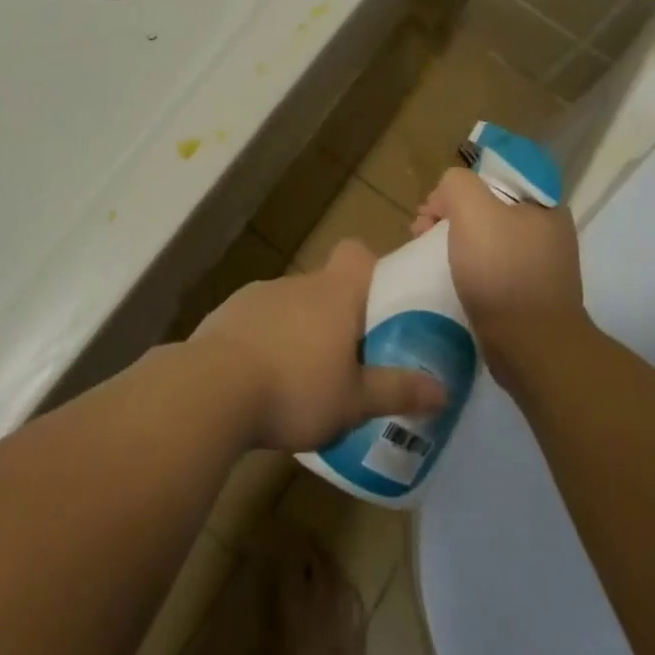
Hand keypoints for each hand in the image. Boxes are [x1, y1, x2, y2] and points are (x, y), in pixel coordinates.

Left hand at [191, 240, 446, 451]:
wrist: (211, 389)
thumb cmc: (296, 389)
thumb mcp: (355, 401)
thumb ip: (398, 391)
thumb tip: (443, 389)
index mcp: (334, 293)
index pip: (356, 253)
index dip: (370, 269)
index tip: (377, 302)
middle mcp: (297, 283)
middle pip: (325, 286)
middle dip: (336, 316)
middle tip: (347, 359)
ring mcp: (257, 295)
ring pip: (290, 305)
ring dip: (299, 330)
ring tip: (302, 379)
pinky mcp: (226, 314)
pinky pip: (257, 321)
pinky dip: (264, 340)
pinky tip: (261, 380)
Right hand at [412, 167, 587, 374]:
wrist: (531, 347)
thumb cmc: (502, 271)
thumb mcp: (473, 210)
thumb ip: (457, 184)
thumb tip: (448, 194)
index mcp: (544, 205)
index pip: (494, 177)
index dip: (459, 186)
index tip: (435, 206)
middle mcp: (548, 231)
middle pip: (488, 207)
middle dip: (450, 214)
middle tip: (421, 230)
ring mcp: (540, 265)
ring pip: (487, 238)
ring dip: (454, 241)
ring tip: (426, 254)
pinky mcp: (528, 294)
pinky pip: (491, 267)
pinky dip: (467, 267)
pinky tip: (448, 277)